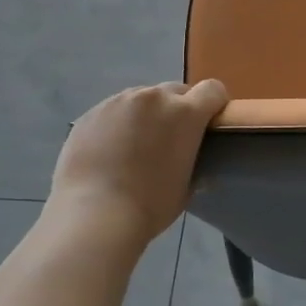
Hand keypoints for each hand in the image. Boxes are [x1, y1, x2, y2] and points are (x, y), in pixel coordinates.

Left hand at [49, 80, 228, 243]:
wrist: (94, 215)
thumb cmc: (151, 205)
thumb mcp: (187, 186)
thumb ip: (195, 164)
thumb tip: (196, 165)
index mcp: (185, 113)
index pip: (213, 89)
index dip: (214, 104)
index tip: (209, 123)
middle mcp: (154, 98)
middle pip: (176, 91)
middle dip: (178, 109)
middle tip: (170, 139)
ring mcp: (119, 102)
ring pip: (142, 99)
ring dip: (146, 114)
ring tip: (135, 145)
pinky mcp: (91, 113)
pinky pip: (114, 111)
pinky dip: (118, 124)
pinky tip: (109, 151)